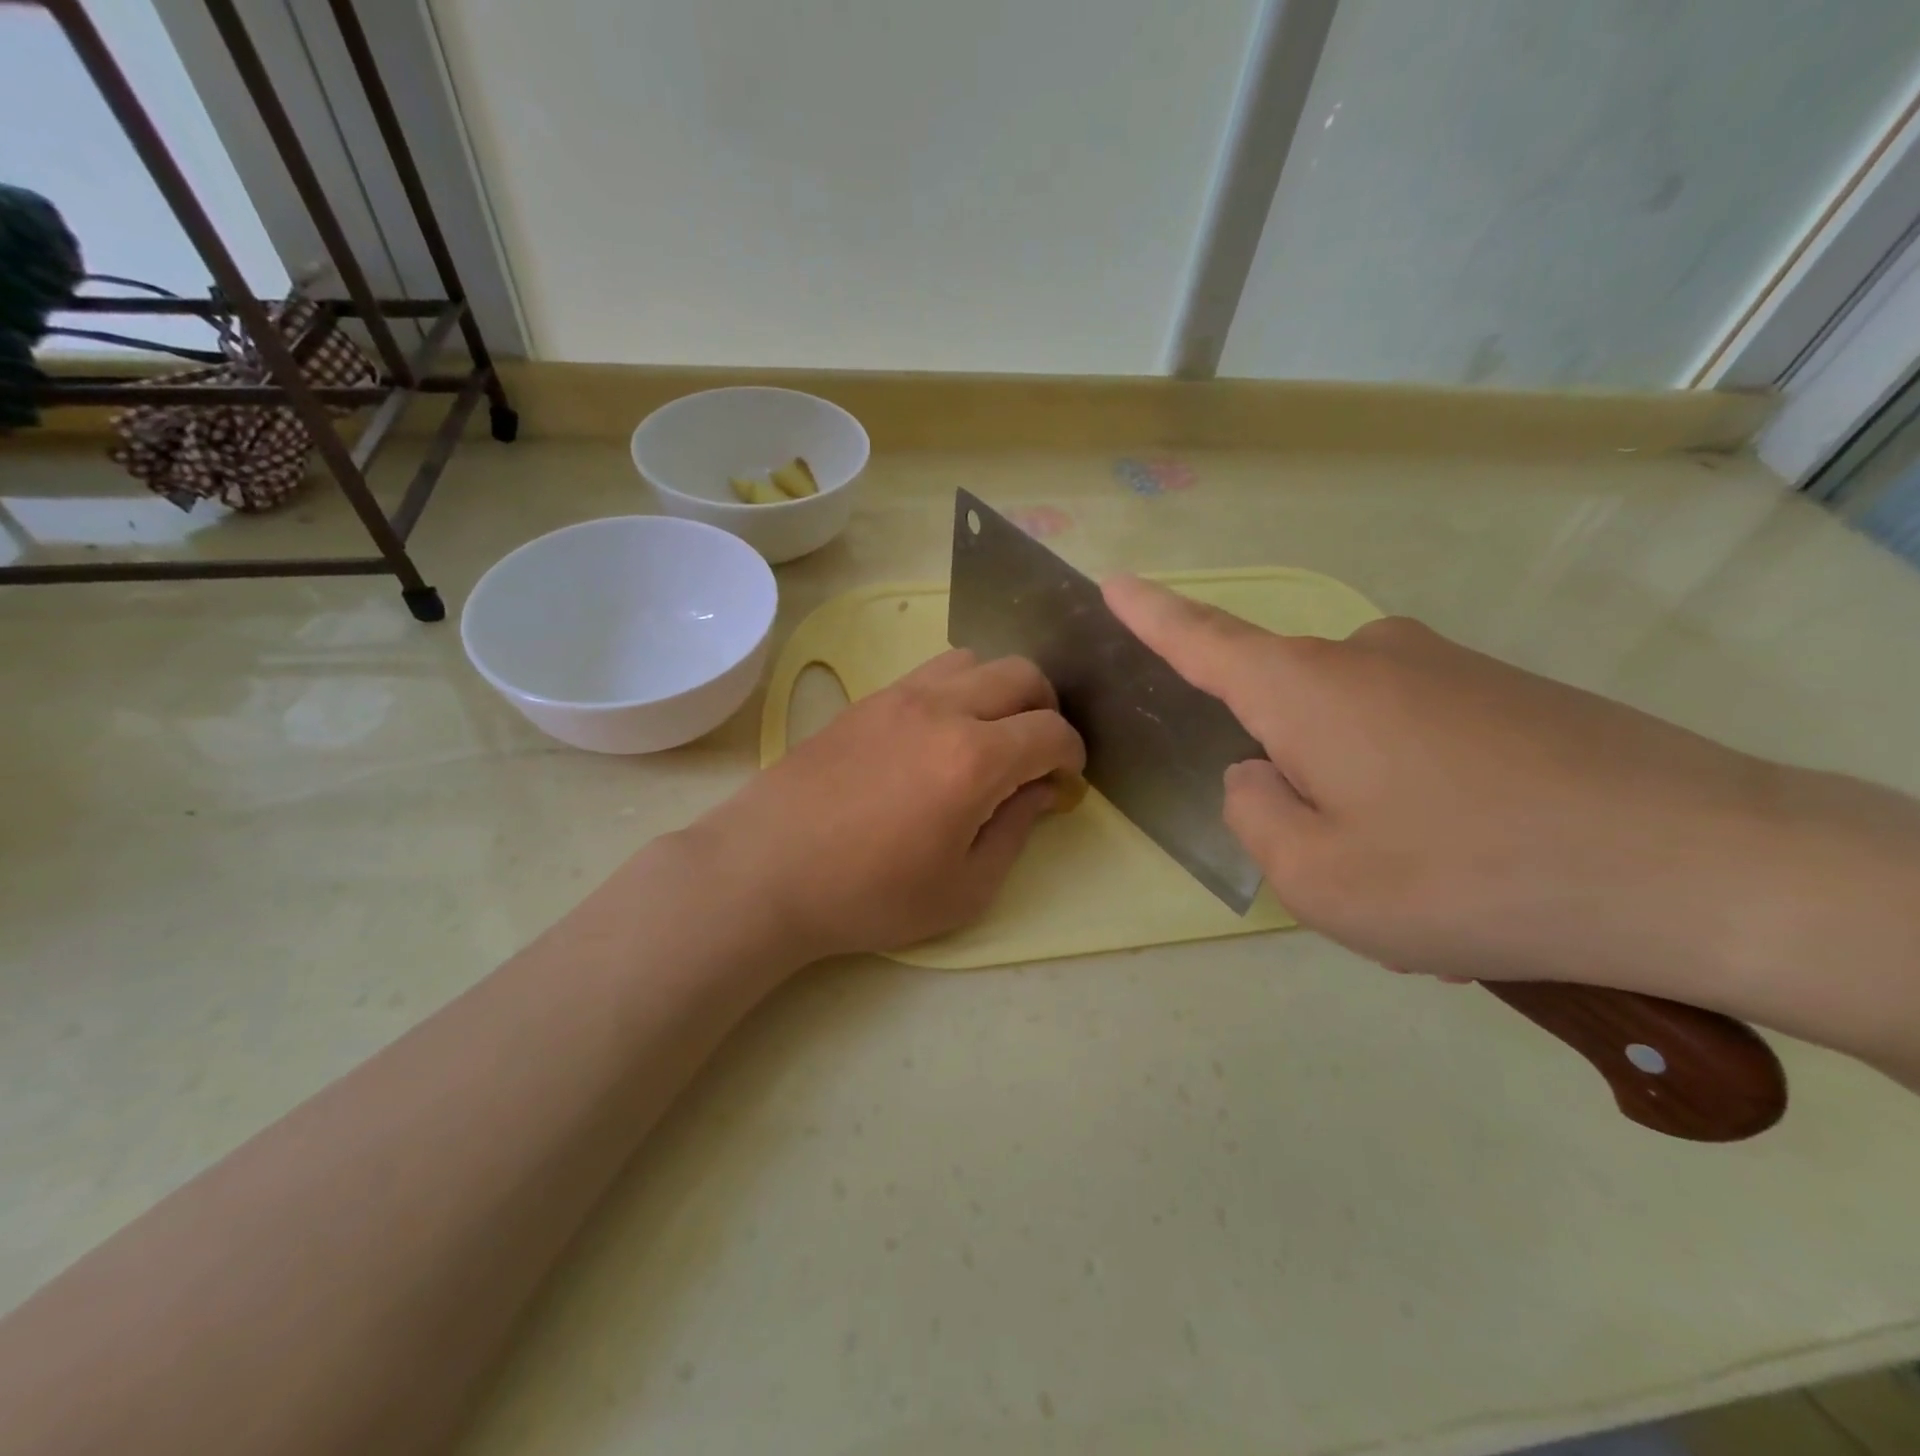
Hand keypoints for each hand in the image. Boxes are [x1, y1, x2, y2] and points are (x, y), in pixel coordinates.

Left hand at [690, 650, 1084, 962]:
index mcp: (974, 758)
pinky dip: (957, 689)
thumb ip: (1015, 831)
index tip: (1065, 780)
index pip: (1051, 731)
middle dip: (1046, 708)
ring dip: (999, 690)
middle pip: (1022, 674)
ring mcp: (900, 696)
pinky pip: (930, 671)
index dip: (1072, 755)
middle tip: (1036, 752)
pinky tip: (940, 733)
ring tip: (990, 735)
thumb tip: (1040, 791)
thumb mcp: (963, 889)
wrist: (767, 869)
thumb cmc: (869, 894)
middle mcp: (943, 709)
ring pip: (974, 660)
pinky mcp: (867, 700)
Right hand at [1103, 574, 1792, 989]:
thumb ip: (1254, 817)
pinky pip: (1422, 747)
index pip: (1203, 643)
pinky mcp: (1505, 692)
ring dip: (1367, 809)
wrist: (1707, 866)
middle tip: (1356, 872)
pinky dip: (1426, 806)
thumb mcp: (1318, 877)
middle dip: (1297, 787)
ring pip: (1357, 742)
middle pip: (1286, 716)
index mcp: (1304, 692)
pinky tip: (1485, 864)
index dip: (1152, 616)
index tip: (1114, 583)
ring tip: (1434, 885)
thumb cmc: (1471, 873)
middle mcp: (1365, 658)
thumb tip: (1260, 773)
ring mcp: (1442, 668)